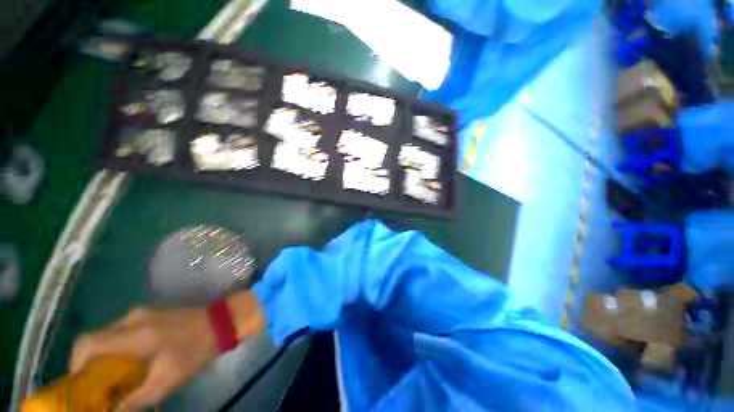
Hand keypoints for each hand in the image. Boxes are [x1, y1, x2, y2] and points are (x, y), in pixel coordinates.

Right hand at [70, 306, 217, 410]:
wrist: (222, 322)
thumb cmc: (196, 350)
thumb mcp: (167, 380)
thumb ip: (135, 399)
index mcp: (134, 334)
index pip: (87, 344)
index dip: (75, 365)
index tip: (80, 387)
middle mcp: (132, 318)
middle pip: (95, 340)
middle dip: (89, 364)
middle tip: (96, 387)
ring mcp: (142, 313)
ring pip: (108, 335)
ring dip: (103, 357)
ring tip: (112, 379)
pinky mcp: (150, 314)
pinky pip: (122, 331)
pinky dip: (116, 348)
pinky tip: (128, 363)